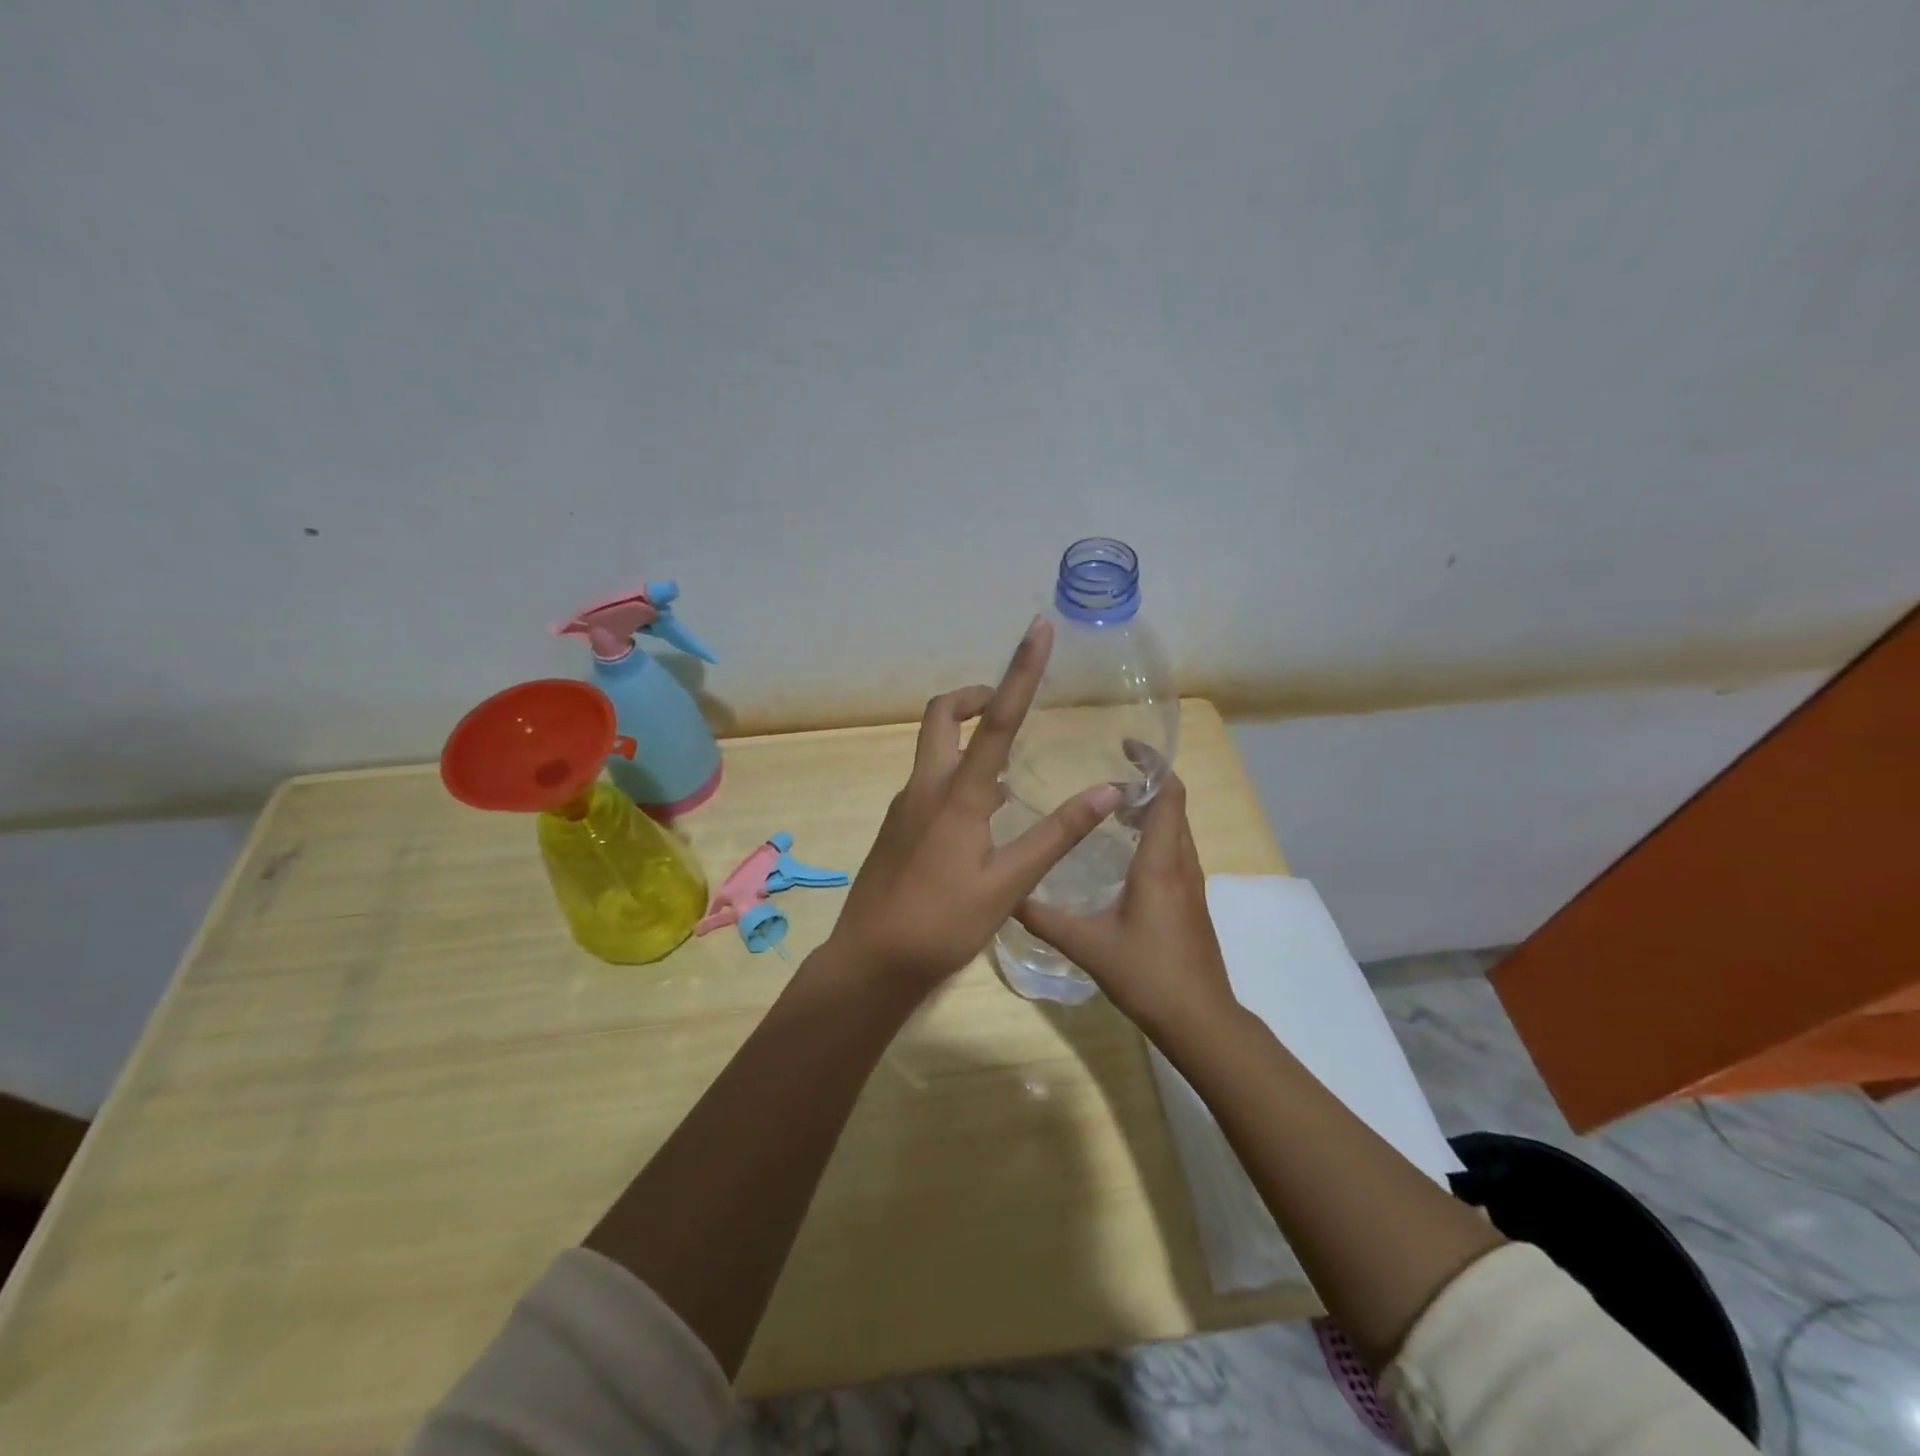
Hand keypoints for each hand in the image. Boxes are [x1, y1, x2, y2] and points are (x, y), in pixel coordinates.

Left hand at [827, 617, 1124, 988]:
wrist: (870, 961)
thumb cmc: (943, 924)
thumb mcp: (1008, 883)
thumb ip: (1056, 834)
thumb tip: (1107, 791)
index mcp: (957, 795)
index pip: (996, 720)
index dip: (1020, 671)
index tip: (1036, 630)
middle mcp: (926, 787)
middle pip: (942, 716)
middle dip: (974, 697)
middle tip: (1007, 705)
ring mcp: (905, 806)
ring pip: (933, 749)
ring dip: (967, 737)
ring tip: (1009, 761)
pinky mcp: (897, 827)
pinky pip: (929, 781)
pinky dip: (957, 773)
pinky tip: (983, 814)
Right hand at [1014, 774, 1239, 1038]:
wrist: (1199, 1020)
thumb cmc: (1147, 975)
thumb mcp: (1087, 945)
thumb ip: (1044, 918)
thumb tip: (1007, 894)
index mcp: (1159, 864)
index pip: (1168, 795)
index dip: (1152, 764)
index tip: (1125, 746)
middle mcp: (1181, 864)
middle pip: (1174, 806)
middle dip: (1146, 783)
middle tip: (1104, 779)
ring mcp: (1191, 884)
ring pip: (1176, 829)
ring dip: (1150, 809)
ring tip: (1109, 810)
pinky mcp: (1191, 901)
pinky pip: (1175, 850)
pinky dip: (1154, 835)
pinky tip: (1122, 855)